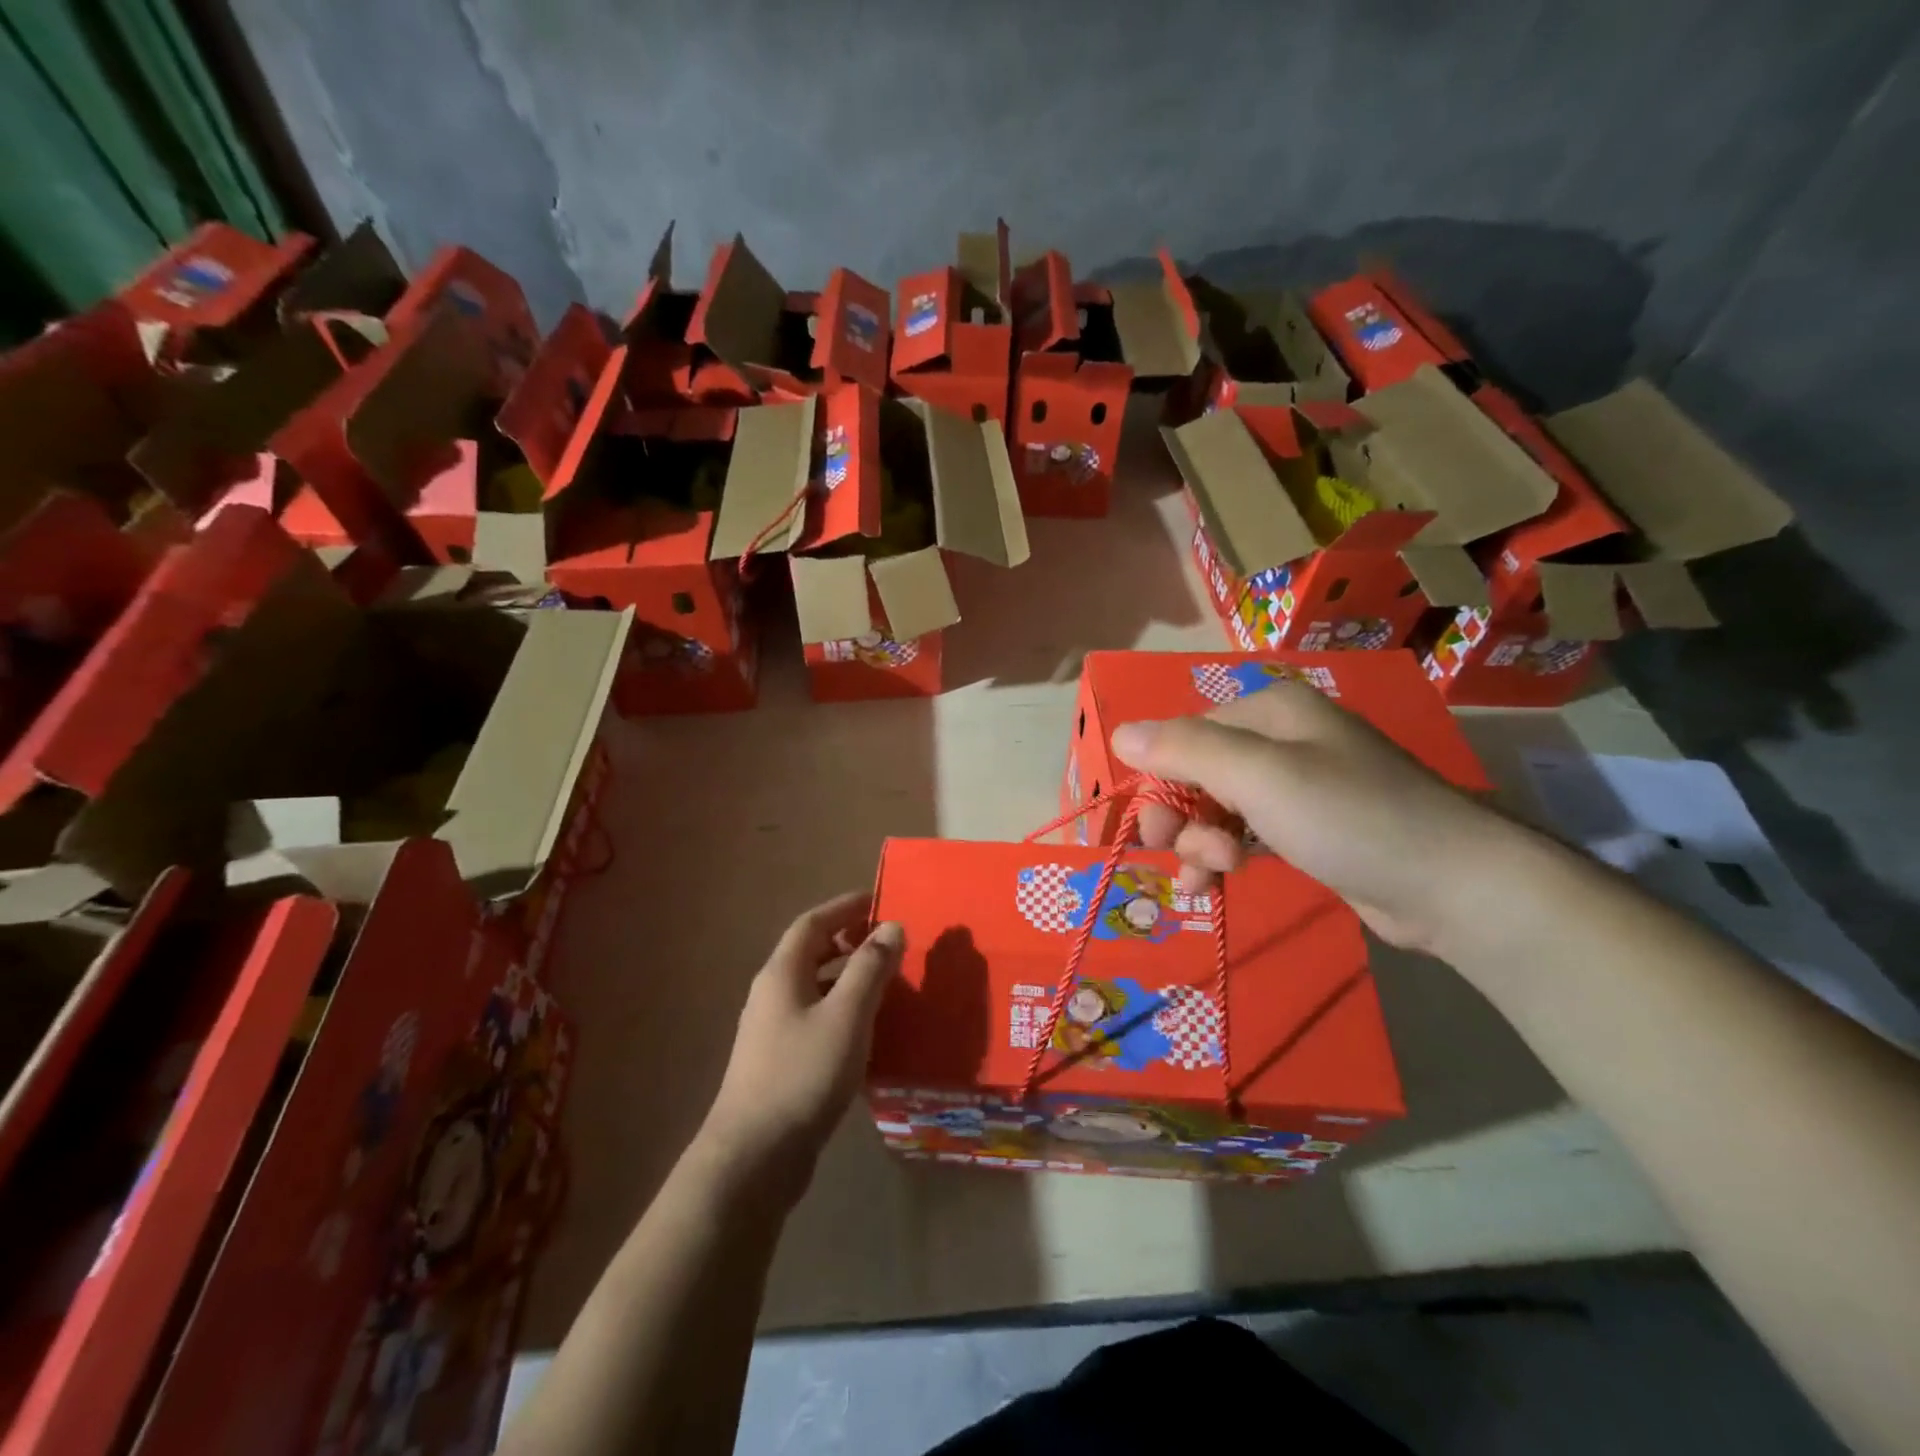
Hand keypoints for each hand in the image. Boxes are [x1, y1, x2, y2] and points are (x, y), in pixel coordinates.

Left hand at [698, 892, 904, 1207]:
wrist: (754, 1157)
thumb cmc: (803, 1075)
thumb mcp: (847, 1015)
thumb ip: (871, 968)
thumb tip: (891, 926)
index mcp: (782, 973)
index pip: (812, 923)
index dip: (844, 907)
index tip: (878, 900)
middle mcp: (772, 994)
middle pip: (811, 952)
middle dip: (849, 940)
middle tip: (889, 941)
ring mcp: (772, 1030)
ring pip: (815, 987)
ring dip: (848, 976)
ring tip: (887, 982)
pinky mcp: (780, 1062)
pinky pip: (816, 1017)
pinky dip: (843, 1009)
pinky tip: (869, 1030)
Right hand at [1113, 680, 1520, 953]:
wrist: (1453, 885)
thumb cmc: (1349, 817)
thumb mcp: (1259, 776)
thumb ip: (1184, 750)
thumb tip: (1120, 734)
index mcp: (1267, 711)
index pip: (1183, 737)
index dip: (1160, 785)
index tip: (1155, 834)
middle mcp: (1278, 738)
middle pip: (1196, 774)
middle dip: (1183, 820)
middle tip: (1193, 861)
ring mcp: (1295, 785)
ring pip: (1216, 808)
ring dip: (1202, 844)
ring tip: (1216, 878)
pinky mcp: (1307, 827)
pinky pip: (1243, 833)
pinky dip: (1225, 856)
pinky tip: (1219, 883)